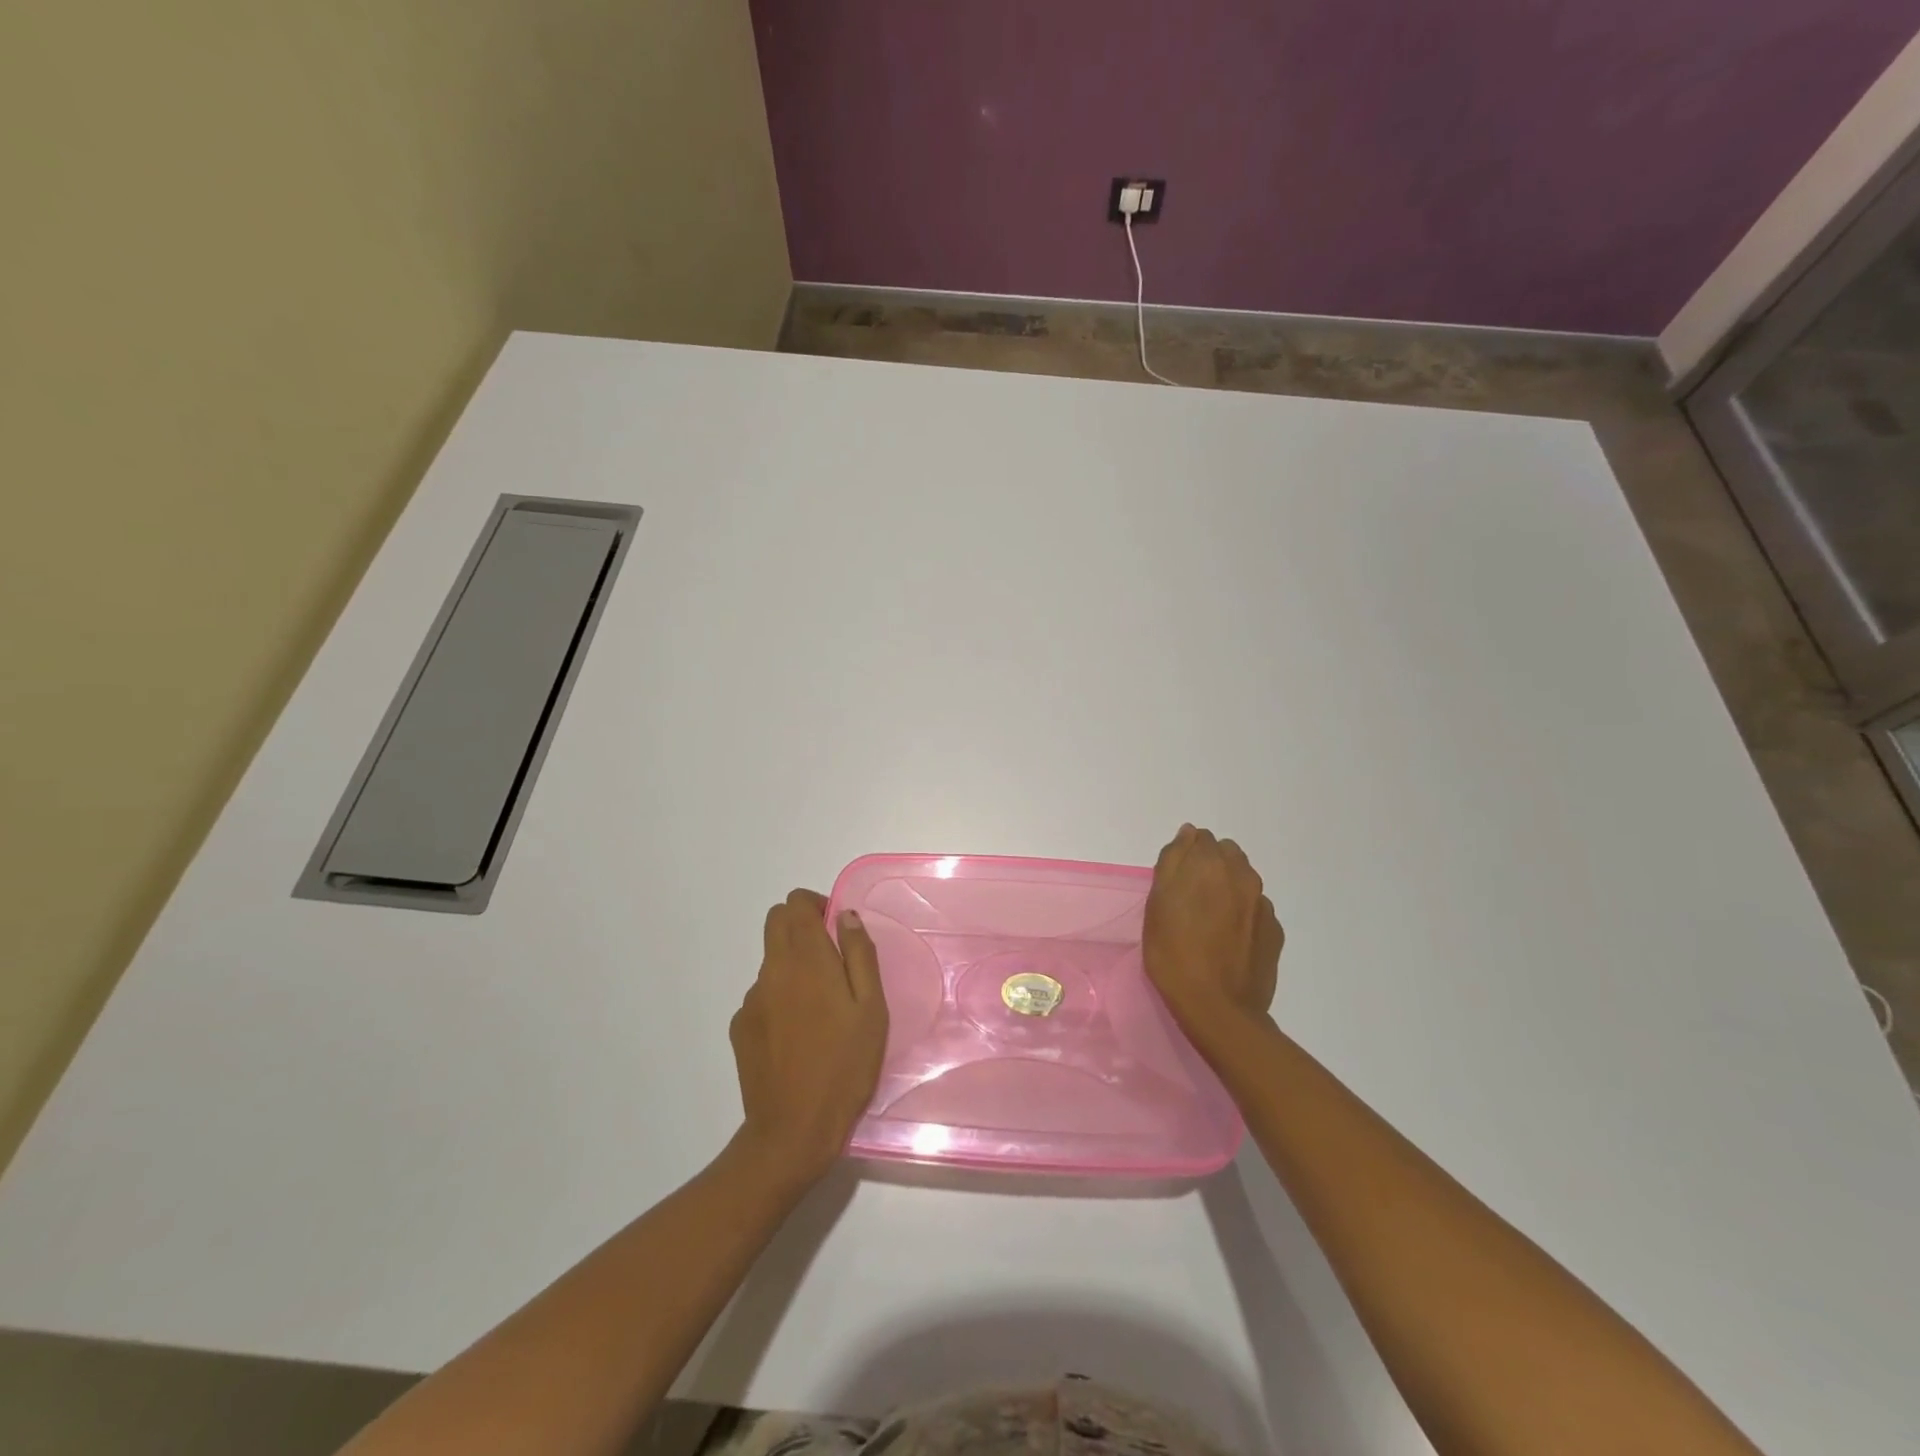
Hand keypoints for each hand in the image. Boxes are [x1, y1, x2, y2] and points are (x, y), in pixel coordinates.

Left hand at [729, 890, 888, 1186]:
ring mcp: (751, 1000)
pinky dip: (780, 997)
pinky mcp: (741, 1027)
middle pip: (776, 922)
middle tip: (832, 960)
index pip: (796, 903)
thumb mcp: (871, 1009)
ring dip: (793, 965)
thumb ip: (859, 955)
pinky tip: (799, 1035)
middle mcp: (772, 970)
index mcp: (806, 960)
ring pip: (770, 960)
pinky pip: (762, 995)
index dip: (817, 905)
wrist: (793, 1131)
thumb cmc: (844, 1066)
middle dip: (802, 925)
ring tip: (821, 1009)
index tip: (838, 931)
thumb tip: (846, 916)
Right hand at [1143, 825, 1283, 1042]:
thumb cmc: (1174, 953)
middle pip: (1226, 854)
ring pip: (1242, 881)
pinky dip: (1242, 915)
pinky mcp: (1274, 931)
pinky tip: (1228, 941)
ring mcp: (1263, 904)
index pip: (1200, 838)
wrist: (1218, 1008)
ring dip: (1227, 889)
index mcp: (1211, 864)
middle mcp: (1243, 876)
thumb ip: (1173, 861)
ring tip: (1209, 921)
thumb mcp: (1157, 903)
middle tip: (1189, 899)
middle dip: (1209, 867)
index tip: (1174, 881)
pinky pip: (1255, 909)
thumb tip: (1188, 834)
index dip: (1185, 856)